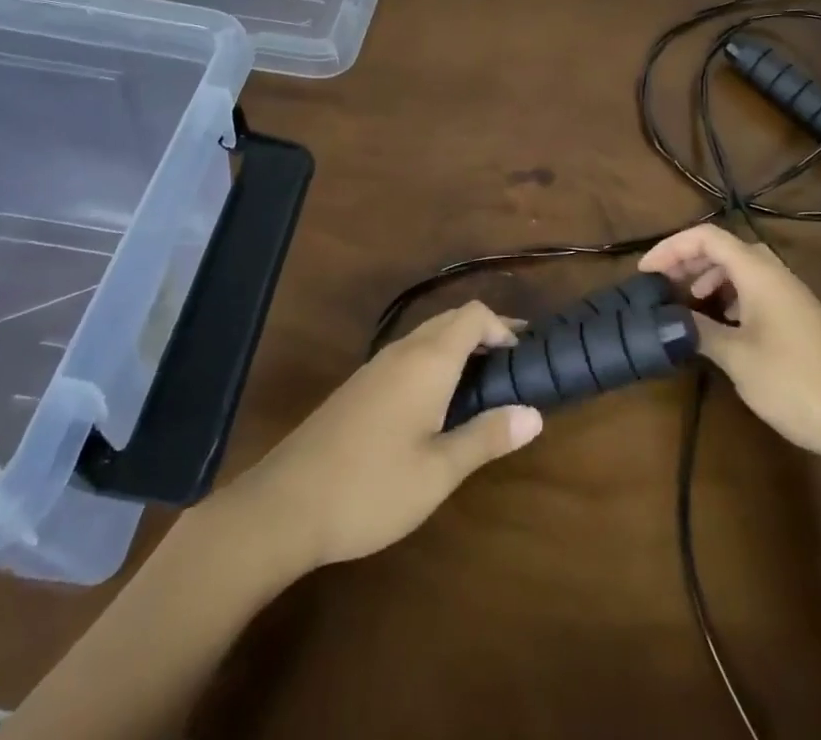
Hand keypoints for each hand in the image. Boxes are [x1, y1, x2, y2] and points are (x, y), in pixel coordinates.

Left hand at [225, 302, 543, 569]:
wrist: (285, 504)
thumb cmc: (372, 487)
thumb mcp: (438, 471)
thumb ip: (486, 437)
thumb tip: (534, 413)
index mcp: (427, 361)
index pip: (473, 315)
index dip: (503, 327)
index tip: (524, 359)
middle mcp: (402, 351)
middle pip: (451, 319)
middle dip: (485, 334)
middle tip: (512, 368)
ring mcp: (376, 367)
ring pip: (427, 336)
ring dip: (459, 348)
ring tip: (482, 387)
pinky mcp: (359, 386)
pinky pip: (408, 355)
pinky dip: (434, 362)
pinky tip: (437, 404)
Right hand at [639, 224, 820, 465]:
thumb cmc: (795, 382)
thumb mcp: (737, 357)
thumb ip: (699, 330)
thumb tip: (668, 318)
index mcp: (758, 272)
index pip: (707, 237)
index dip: (671, 247)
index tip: (645, 272)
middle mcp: (774, 274)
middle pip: (723, 249)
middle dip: (688, 262)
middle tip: (662, 287)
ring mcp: (789, 296)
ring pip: (739, 270)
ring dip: (708, 280)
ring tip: (686, 306)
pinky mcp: (797, 318)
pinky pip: (754, 291)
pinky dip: (728, 298)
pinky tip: (720, 327)